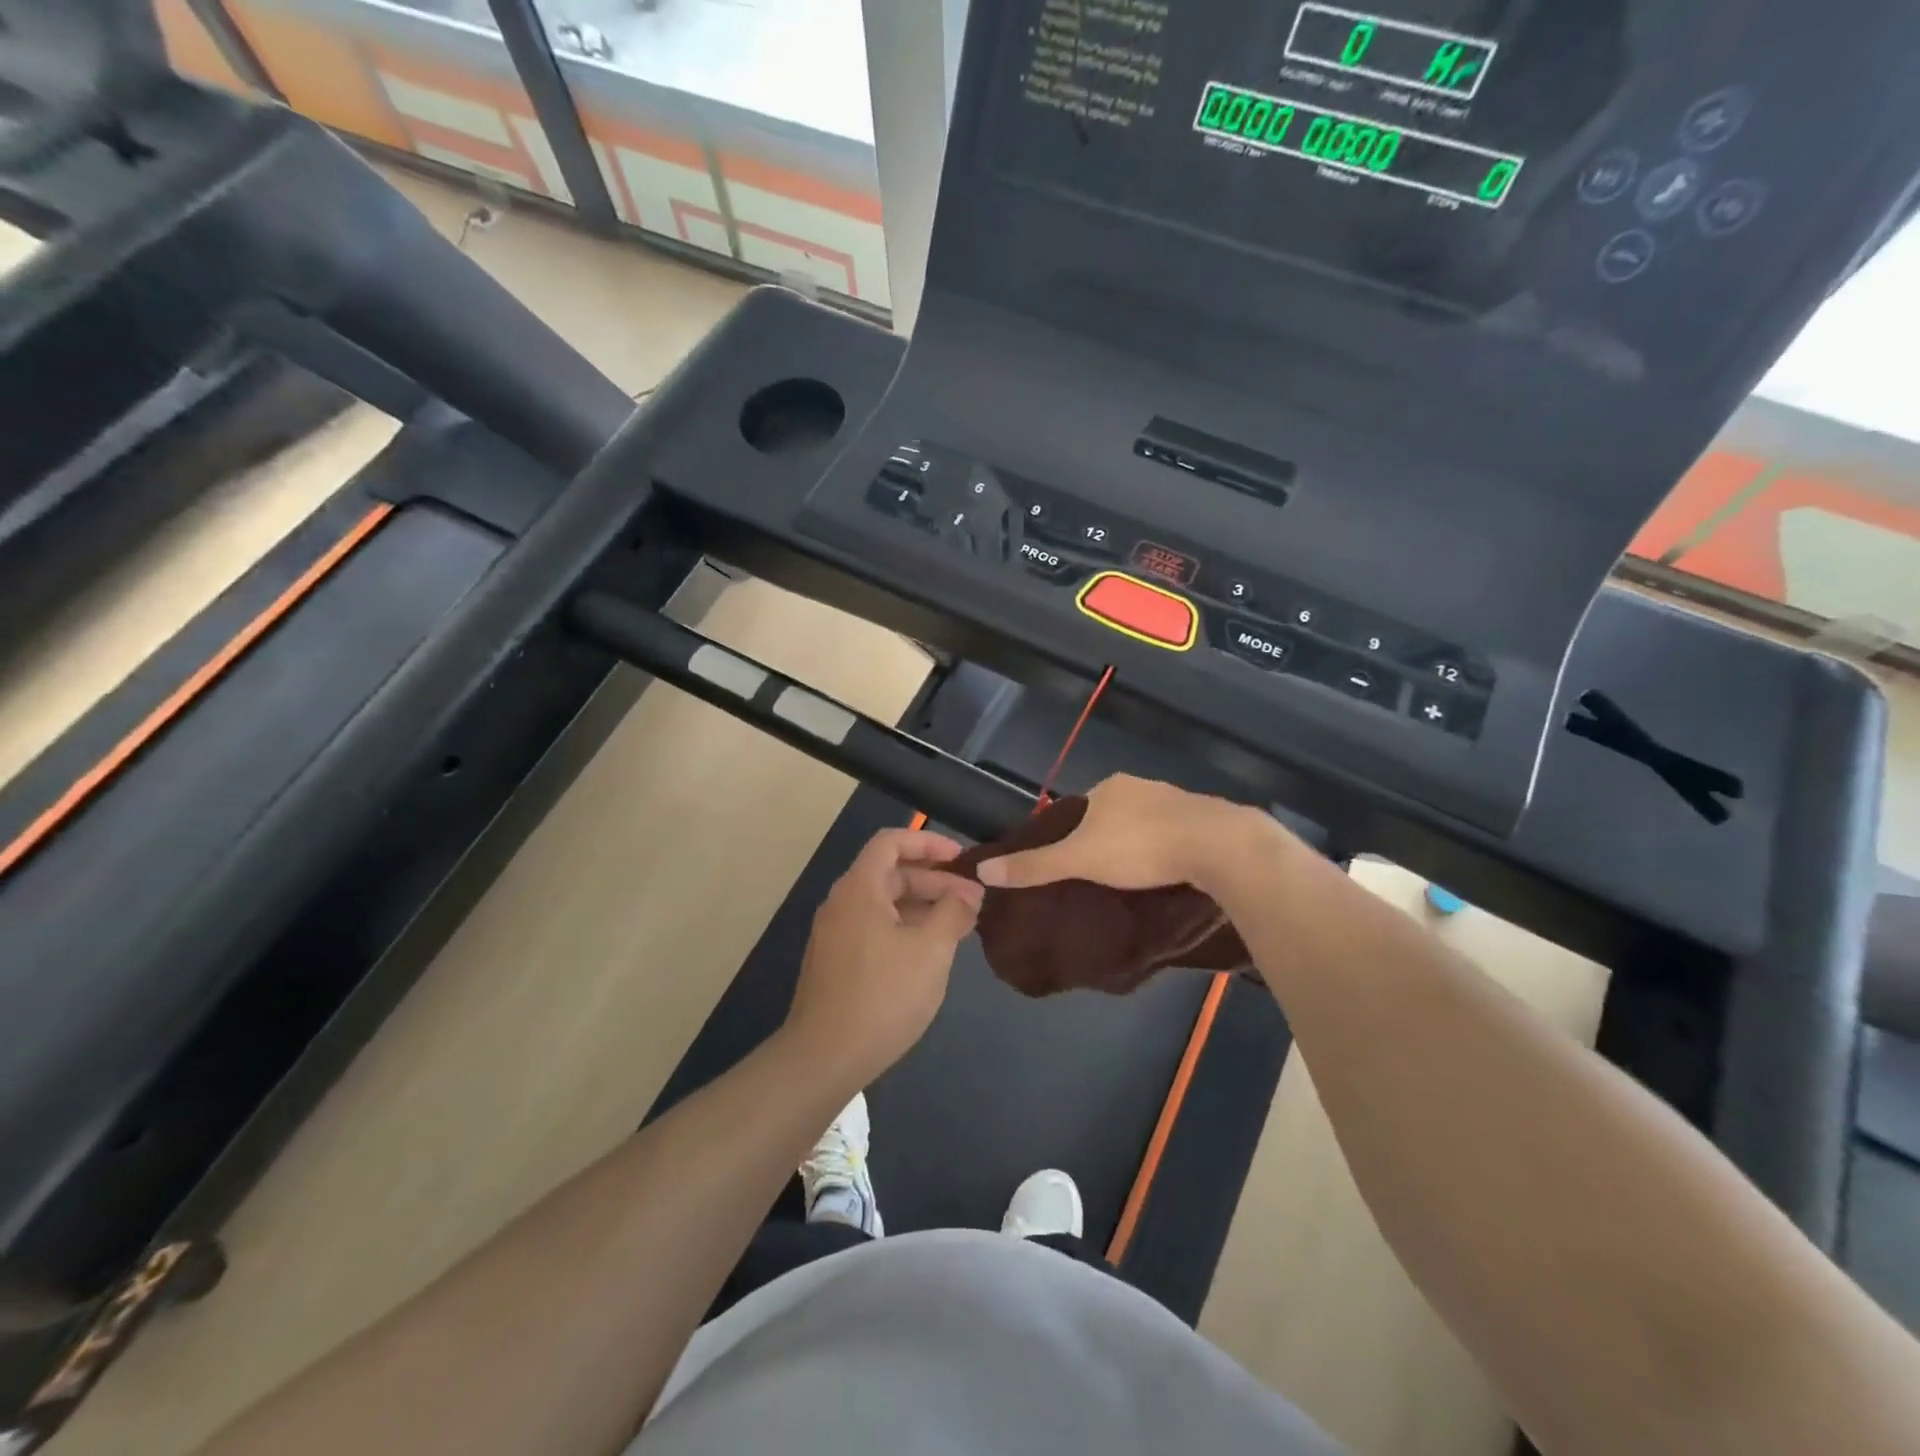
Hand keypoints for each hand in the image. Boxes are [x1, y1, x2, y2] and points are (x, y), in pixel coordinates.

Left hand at [785, 828, 983, 1086]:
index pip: (891, 842)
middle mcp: (842, 903)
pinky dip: (905, 927)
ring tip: (960, 925)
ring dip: (923, 906)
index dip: (928, 842)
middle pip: (891, 872)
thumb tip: (966, 896)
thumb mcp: (931, 951)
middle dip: (935, 880)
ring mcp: (836, 934)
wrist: (824, 1058)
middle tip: (973, 900)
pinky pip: (875, 927)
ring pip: (884, 903)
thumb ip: (953, 913)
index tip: (961, 858)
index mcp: (860, 889)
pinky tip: (931, 952)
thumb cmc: (882, 996)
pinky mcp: (836, 961)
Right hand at [976, 774, 1263, 891]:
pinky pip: (1176, 835)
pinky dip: (1167, 852)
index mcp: (1110, 787)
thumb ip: (1034, 867)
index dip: (1071, 836)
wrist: (1219, 846)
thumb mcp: (1079, 860)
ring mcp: (1177, 800)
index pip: (1078, 810)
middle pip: (1112, 816)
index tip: (1071, 866)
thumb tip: (982, 870)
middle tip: (1100, 880)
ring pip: (1145, 825)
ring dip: (1139, 847)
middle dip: (1105, 842)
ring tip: (1133, 882)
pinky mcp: (1207, 820)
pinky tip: (1168, 874)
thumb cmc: (1141, 847)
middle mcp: (1142, 786)